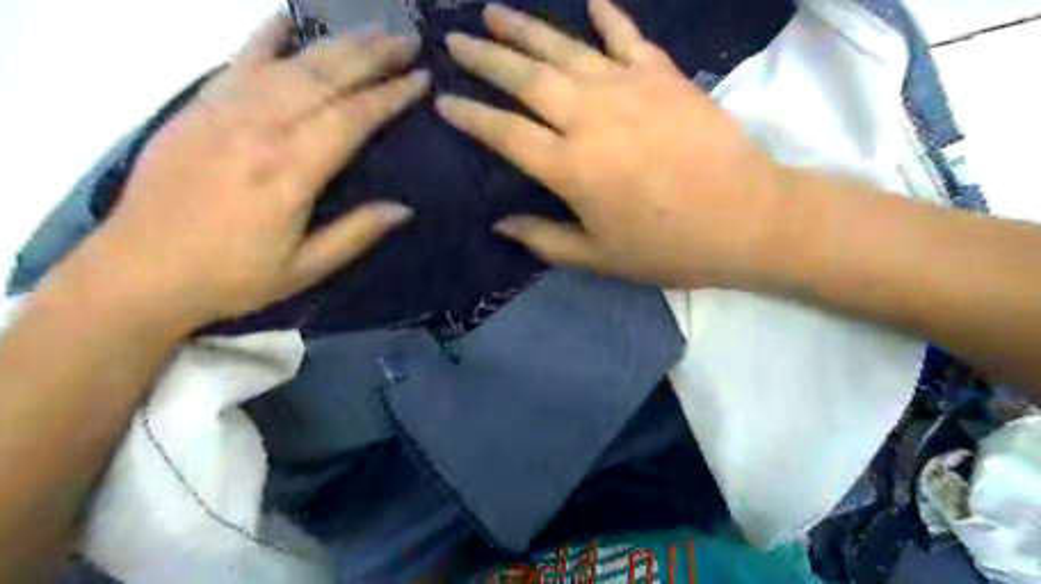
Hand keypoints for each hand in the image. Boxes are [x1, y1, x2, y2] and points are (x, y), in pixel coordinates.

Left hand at [61, 13, 426, 327]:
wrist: (139, 271)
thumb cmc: (232, 277)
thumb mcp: (305, 268)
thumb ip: (356, 234)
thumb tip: (404, 208)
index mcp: (290, 171)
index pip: (352, 118)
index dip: (390, 95)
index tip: (422, 78)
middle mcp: (260, 129)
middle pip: (325, 77)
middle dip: (372, 55)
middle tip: (407, 40)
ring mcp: (224, 111)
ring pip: (290, 63)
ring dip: (335, 43)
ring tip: (371, 30)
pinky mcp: (197, 107)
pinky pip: (236, 60)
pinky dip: (265, 36)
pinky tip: (287, 19)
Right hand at [435, 0, 789, 289]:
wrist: (746, 218)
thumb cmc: (668, 247)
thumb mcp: (599, 257)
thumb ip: (544, 239)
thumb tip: (501, 224)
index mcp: (569, 167)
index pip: (504, 133)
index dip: (470, 116)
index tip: (443, 101)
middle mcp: (590, 117)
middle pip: (526, 78)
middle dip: (485, 56)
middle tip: (455, 38)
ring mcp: (628, 88)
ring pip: (565, 48)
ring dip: (525, 28)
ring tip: (493, 10)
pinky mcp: (664, 75)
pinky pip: (628, 36)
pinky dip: (608, 16)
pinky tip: (590, 0)